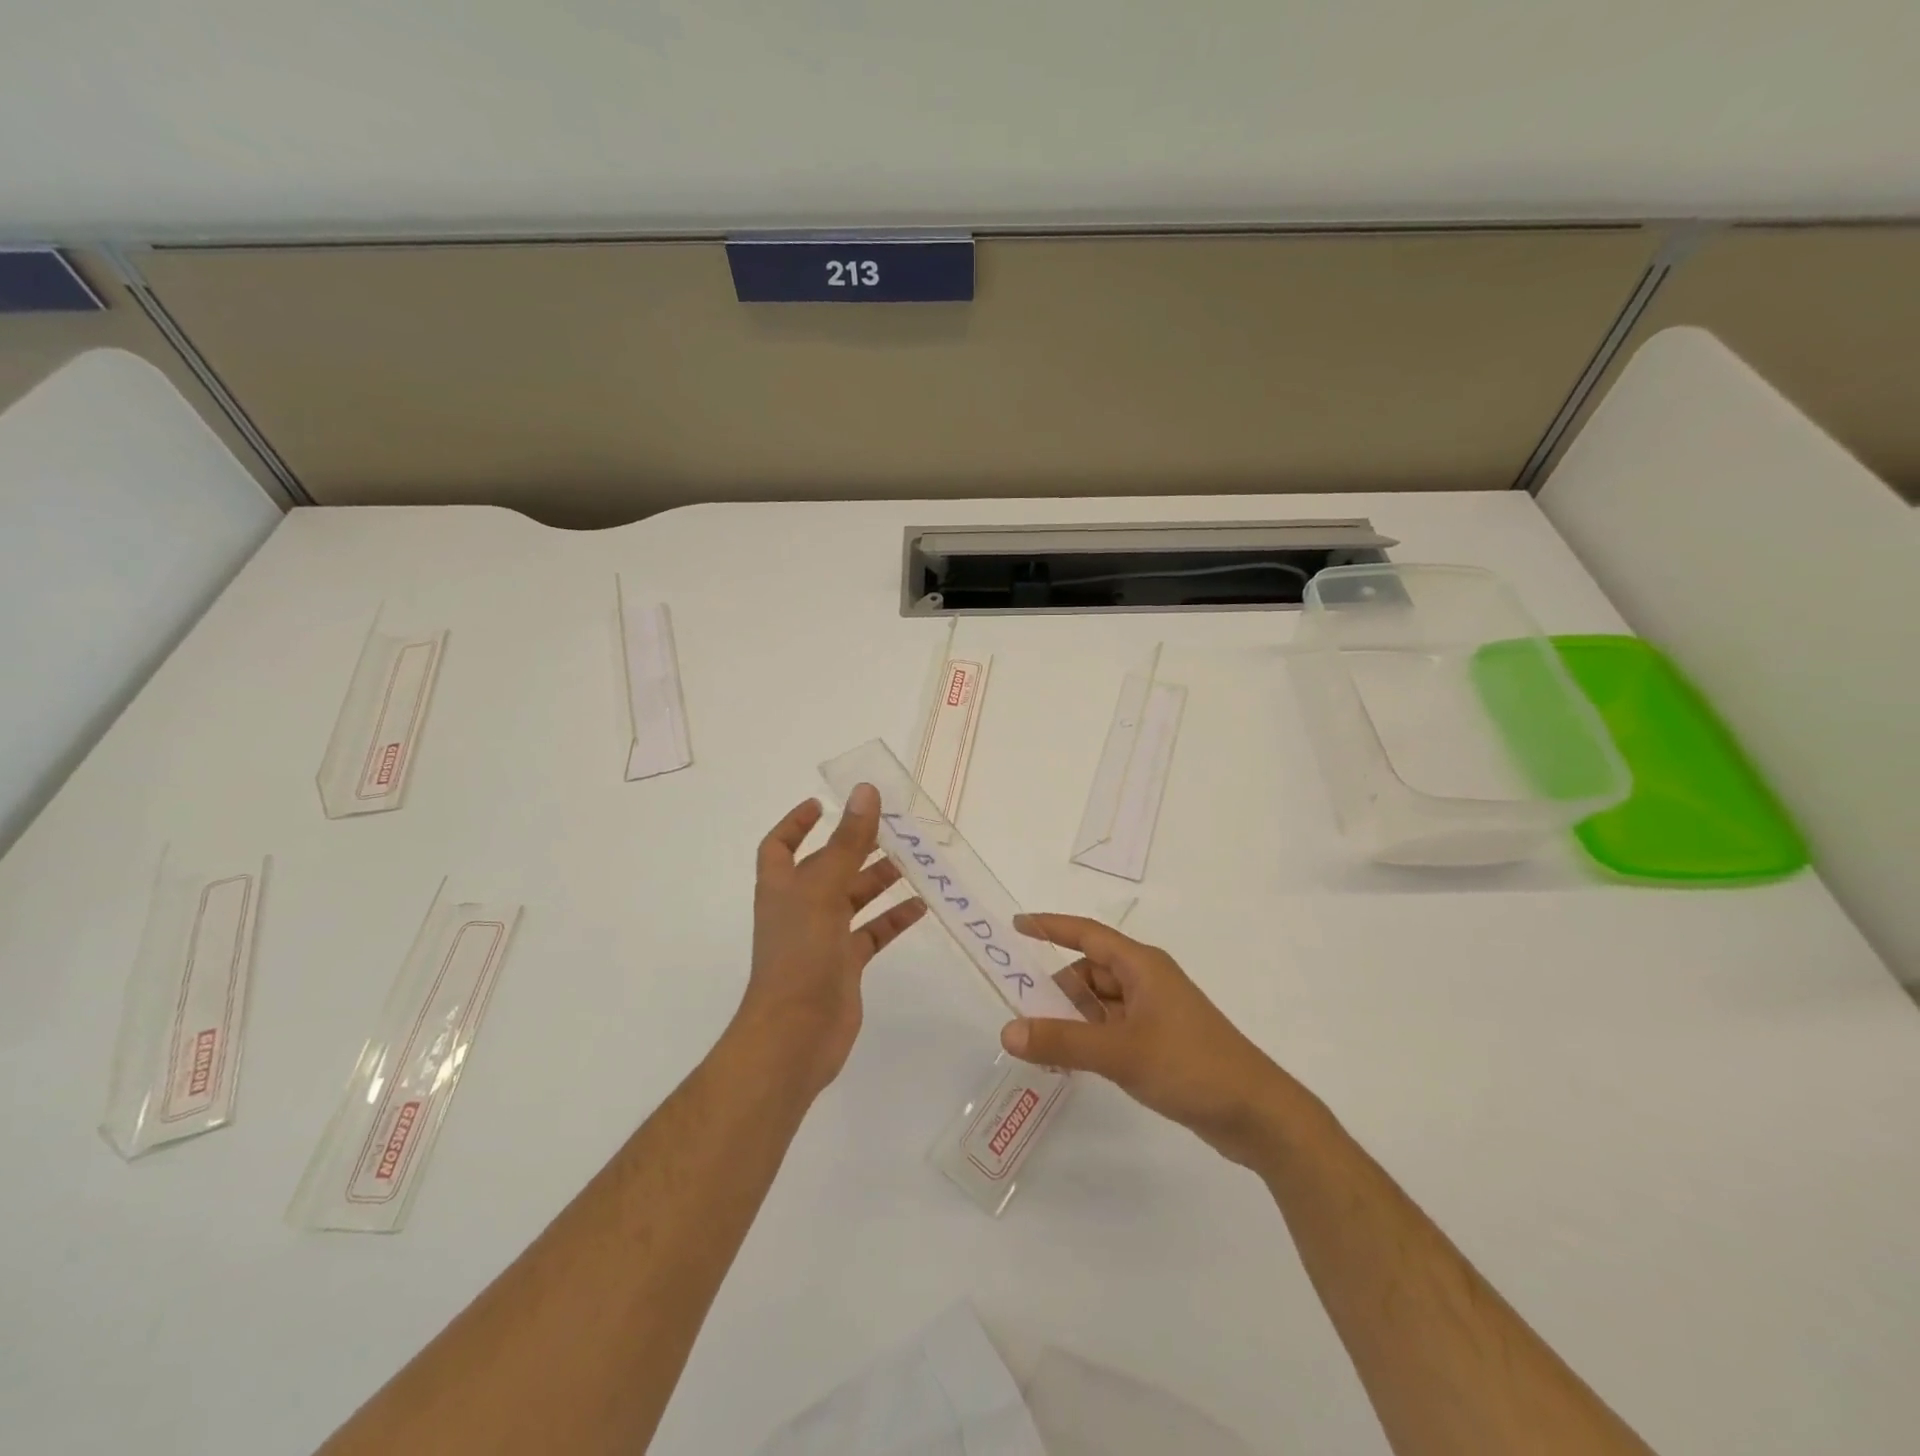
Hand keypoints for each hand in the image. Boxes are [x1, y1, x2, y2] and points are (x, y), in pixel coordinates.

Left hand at [740, 784, 927, 1097]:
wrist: (795, 1036)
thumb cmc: (800, 955)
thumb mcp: (824, 890)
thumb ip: (848, 841)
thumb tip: (865, 791)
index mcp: (782, 886)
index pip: (779, 845)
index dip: (796, 823)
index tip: (821, 804)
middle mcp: (800, 908)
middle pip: (828, 867)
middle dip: (856, 847)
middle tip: (894, 828)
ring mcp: (823, 938)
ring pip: (854, 899)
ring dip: (880, 880)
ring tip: (914, 862)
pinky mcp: (845, 965)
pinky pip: (872, 933)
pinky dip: (893, 919)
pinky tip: (921, 906)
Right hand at [1000, 914, 1309, 1166]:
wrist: (1258, 1114)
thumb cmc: (1190, 1066)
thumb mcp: (1120, 1053)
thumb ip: (1062, 1041)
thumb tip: (1008, 1030)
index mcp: (1141, 966)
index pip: (1086, 934)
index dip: (1050, 927)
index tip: (1016, 926)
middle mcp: (1147, 981)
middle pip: (1090, 972)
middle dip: (1056, 990)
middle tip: (1020, 1014)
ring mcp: (1156, 1012)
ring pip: (1100, 1003)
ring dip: (1073, 1019)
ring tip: (1042, 1045)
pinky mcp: (1161, 1042)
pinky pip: (1113, 1028)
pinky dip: (1091, 1038)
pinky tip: (1073, 1062)